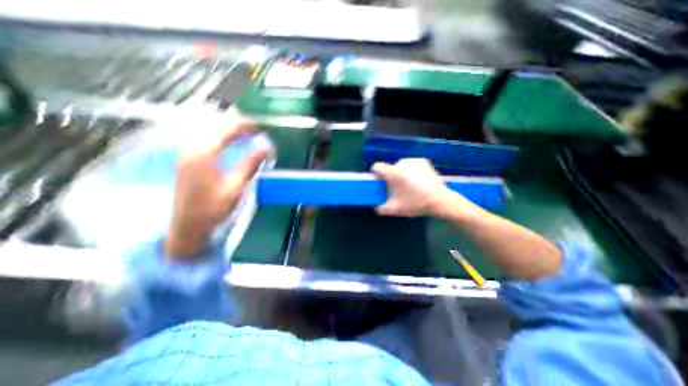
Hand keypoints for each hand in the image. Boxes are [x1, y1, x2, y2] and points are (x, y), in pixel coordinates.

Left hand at [163, 121, 265, 259]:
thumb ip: (250, 164)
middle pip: (216, 126)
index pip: (226, 129)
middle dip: (238, 124)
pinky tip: (232, 141)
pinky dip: (221, 137)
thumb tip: (266, 148)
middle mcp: (192, 148)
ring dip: (230, 130)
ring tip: (248, 133)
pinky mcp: (187, 159)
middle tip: (257, 128)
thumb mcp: (236, 187)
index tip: (261, 125)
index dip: (245, 125)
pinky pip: (206, 139)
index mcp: (203, 154)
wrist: (187, 226)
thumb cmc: (213, 208)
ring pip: (210, 131)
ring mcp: (187, 153)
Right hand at [374, 157, 476, 217]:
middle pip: (390, 168)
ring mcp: (413, 160)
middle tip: (397, 188)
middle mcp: (401, 163)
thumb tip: (375, 207)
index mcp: (392, 172)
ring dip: (401, 173)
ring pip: (401, 166)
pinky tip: (418, 180)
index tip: (380, 181)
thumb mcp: (395, 209)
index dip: (376, 173)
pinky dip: (411, 170)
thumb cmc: (415, 203)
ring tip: (409, 184)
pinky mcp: (423, 161)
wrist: (440, 200)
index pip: (377, 166)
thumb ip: (381, 209)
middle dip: (391, 176)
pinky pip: (411, 164)